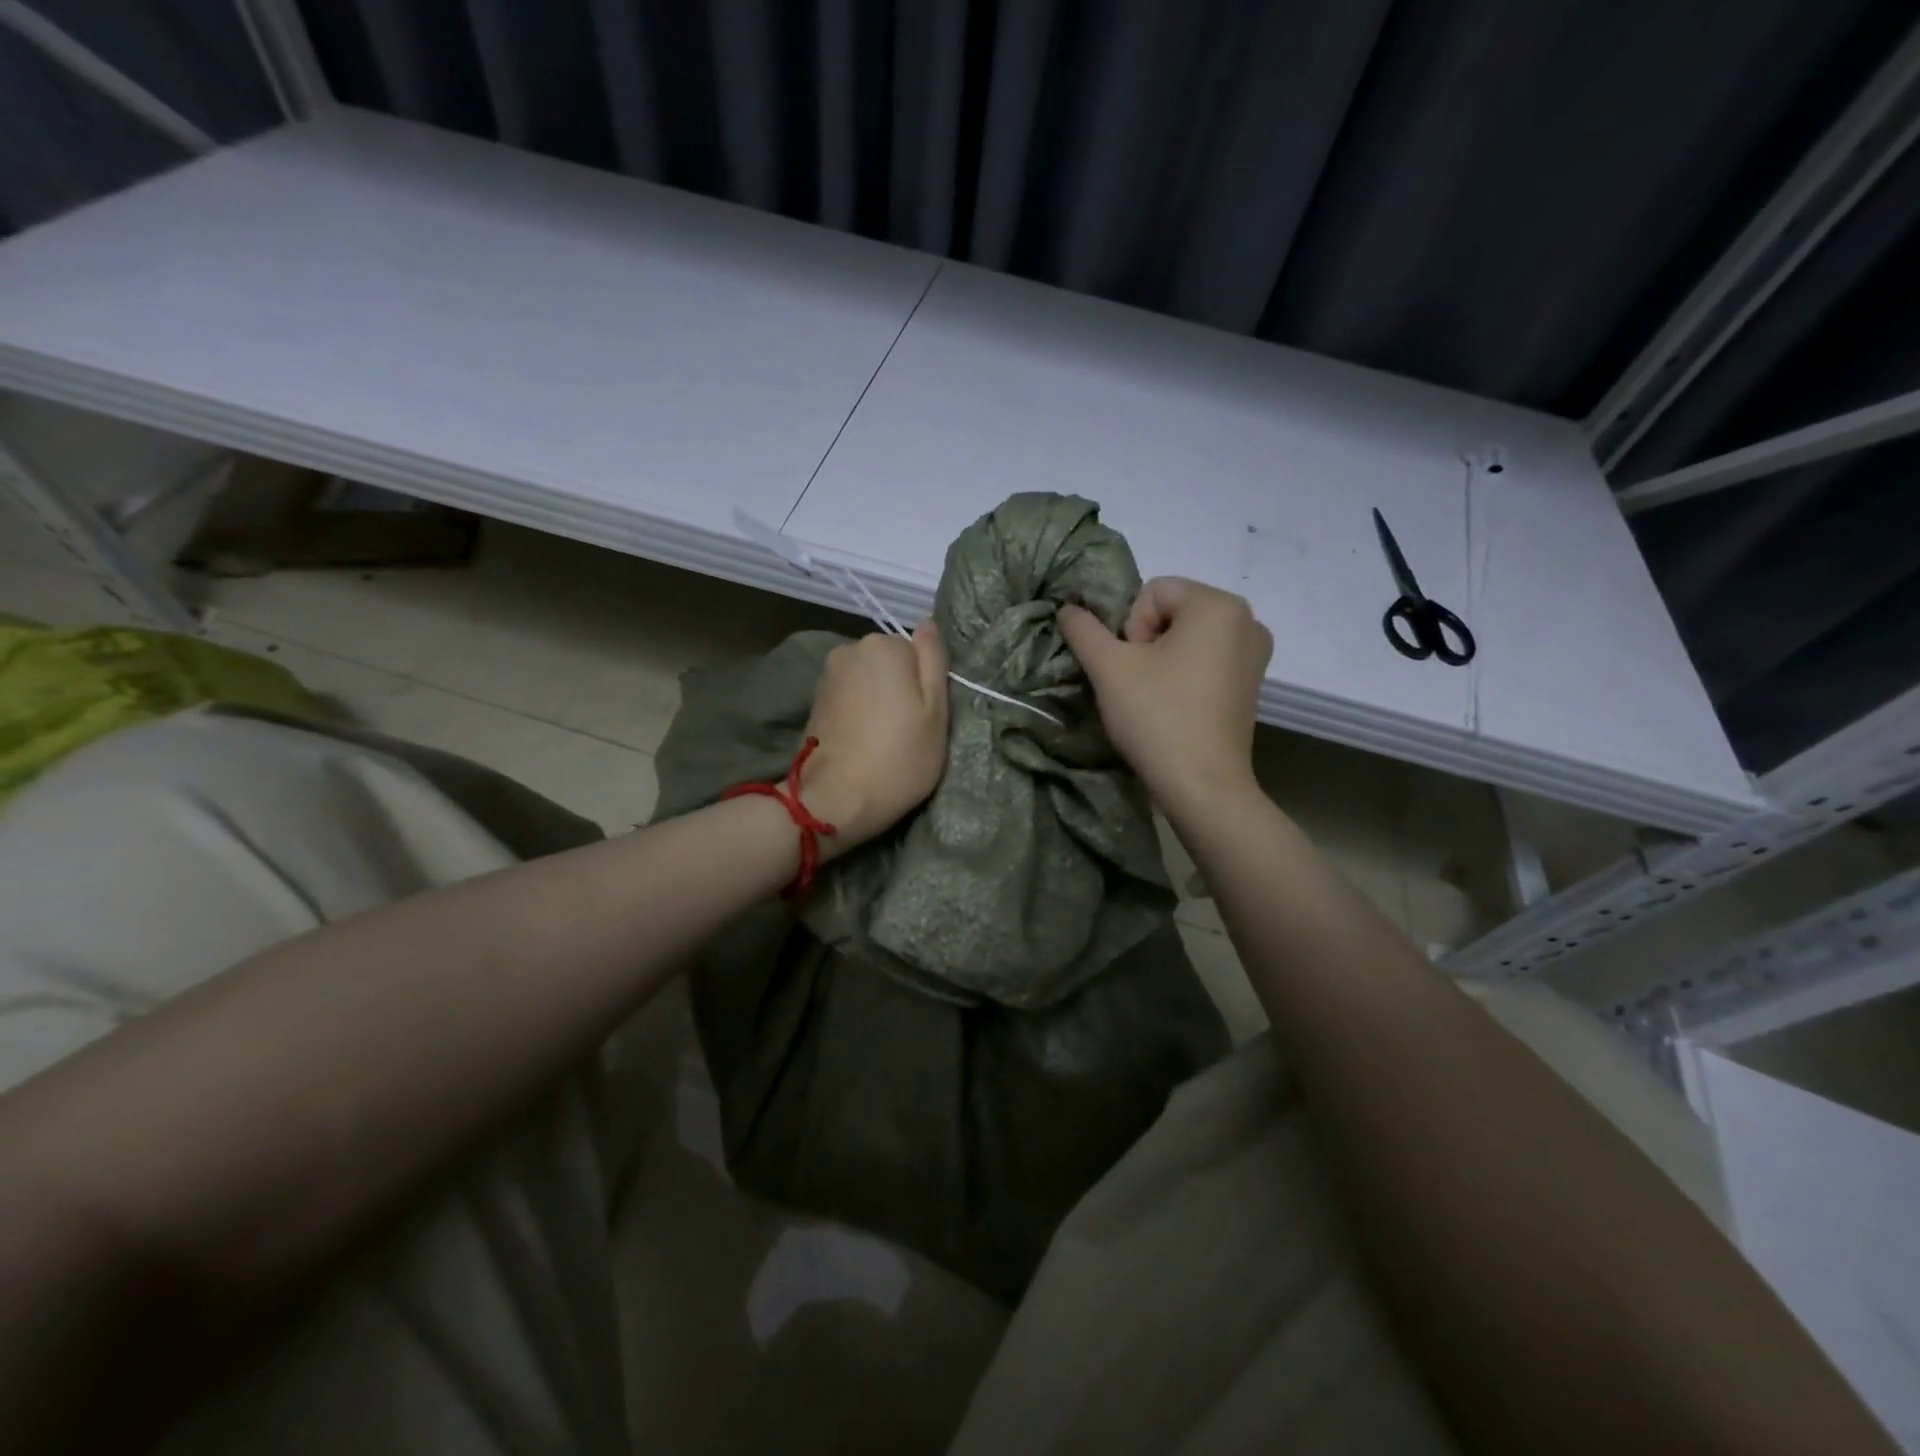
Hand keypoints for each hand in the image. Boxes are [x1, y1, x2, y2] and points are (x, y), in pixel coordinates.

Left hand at [799, 624, 950, 855]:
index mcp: (884, 645)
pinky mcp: (815, 700)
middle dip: (900, 688)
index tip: (926, 717)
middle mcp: (850, 649)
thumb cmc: (899, 757)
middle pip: (891, 662)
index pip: (918, 652)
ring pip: (870, 680)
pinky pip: (850, 695)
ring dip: (879, 701)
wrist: (835, 800)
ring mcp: (828, 674)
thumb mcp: (936, 710)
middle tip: (909, 731)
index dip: (926, 684)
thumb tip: (928, 623)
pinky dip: (859, 712)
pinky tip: (863, 740)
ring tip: (884, 739)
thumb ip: (934, 660)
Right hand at [1058, 578, 1271, 813]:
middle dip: (1145, 642)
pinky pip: (1206, 660)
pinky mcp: (1252, 684)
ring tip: (1155, 697)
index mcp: (1218, 604)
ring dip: (1162, 659)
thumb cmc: (1157, 716)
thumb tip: (1068, 608)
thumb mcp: (1108, 667)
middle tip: (1139, 684)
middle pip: (1171, 612)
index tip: (1133, 668)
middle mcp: (1247, 620)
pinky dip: (1184, 674)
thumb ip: (1083, 629)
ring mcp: (1255, 654)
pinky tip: (1175, 706)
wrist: (1202, 786)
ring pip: (1187, 638)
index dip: (1130, 628)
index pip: (1151, 592)